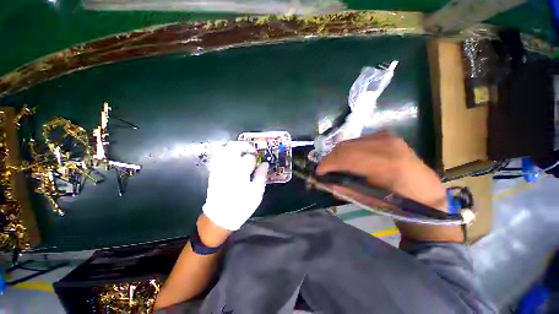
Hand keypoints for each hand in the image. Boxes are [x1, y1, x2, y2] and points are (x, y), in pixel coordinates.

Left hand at [202, 141, 268, 230]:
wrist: (220, 217)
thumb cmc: (241, 206)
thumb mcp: (256, 193)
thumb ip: (261, 176)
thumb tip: (265, 164)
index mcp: (240, 172)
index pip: (249, 157)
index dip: (255, 157)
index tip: (258, 160)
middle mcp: (228, 167)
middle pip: (233, 147)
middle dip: (244, 145)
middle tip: (251, 150)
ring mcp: (219, 168)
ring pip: (223, 149)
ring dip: (234, 147)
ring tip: (241, 151)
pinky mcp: (213, 172)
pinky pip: (217, 156)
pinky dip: (225, 153)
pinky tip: (231, 157)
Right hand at [316, 132, 446, 210]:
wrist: (424, 192)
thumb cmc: (398, 202)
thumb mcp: (368, 199)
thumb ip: (342, 188)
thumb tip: (321, 181)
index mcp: (386, 164)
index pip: (345, 157)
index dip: (328, 164)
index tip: (318, 172)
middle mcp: (387, 145)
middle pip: (345, 147)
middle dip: (330, 158)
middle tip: (324, 169)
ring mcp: (387, 137)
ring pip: (349, 142)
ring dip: (338, 154)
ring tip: (334, 165)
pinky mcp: (386, 135)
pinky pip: (357, 141)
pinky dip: (348, 150)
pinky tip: (347, 159)